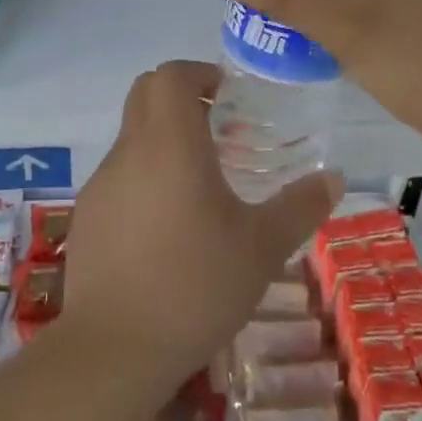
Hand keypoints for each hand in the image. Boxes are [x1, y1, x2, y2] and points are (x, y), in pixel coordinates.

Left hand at [61, 60, 340, 390]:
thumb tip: (334, 177)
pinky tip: (167, 226)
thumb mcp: (262, 247)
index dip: (198, 72)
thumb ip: (300, 206)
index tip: (227, 94)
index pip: (170, 75)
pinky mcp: (87, 215)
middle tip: (220, 128)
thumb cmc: (196, 285)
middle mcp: (129, 150)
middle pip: (145, 94)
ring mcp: (102, 182)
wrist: (115, 347)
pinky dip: (144, 176)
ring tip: (201, 184)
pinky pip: (119, 175)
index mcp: (170, 142)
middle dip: (181, 97)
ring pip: (132, 136)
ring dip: (163, 140)